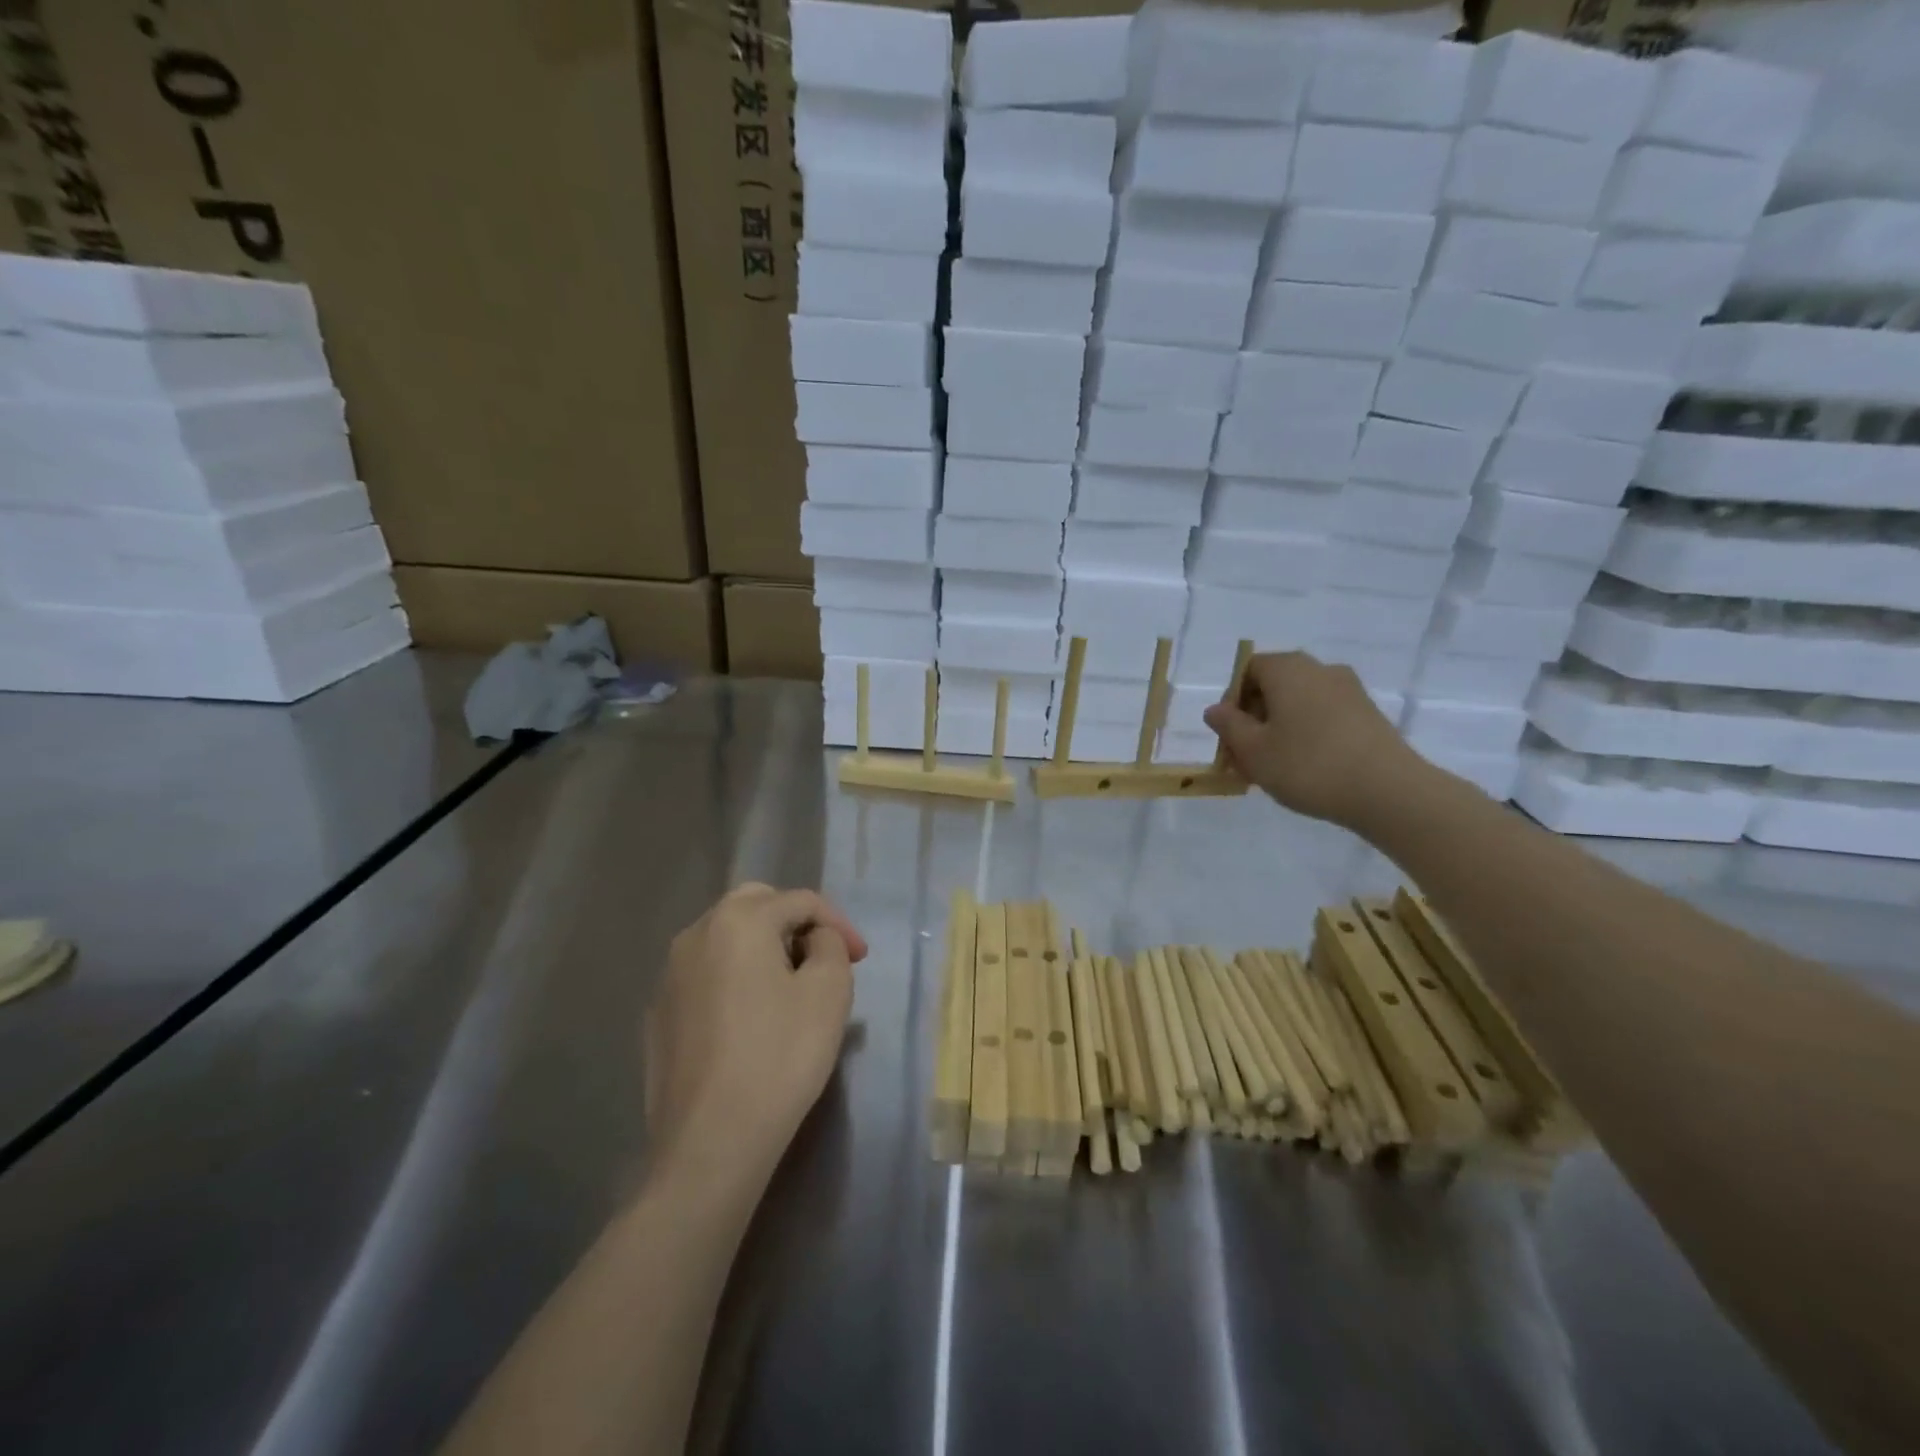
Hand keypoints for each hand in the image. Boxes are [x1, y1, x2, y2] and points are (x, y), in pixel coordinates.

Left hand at [646, 884, 867, 1188]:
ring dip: (763, 947)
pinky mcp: (658, 1014)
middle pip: (756, 906)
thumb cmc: (780, 1057)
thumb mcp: (829, 991)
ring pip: (726, 938)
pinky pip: (705, 975)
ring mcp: (669, 975)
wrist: (710, 1143)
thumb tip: (813, 939)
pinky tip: (751, 1017)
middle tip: (823, 957)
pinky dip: (734, 978)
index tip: (861, 958)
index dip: (838, 923)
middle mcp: (696, 934)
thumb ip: (829, 944)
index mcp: (739, 920)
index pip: (801, 901)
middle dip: (795, 923)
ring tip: (791, 985)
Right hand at [1204, 651, 1425, 828]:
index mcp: (1288, 669)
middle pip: (1274, 686)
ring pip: (1299, 703)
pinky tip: (1304, 768)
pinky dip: (1306, 735)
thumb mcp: (1253, 750)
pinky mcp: (1368, 715)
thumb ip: (1229, 726)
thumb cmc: (1308, 765)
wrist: (1387, 791)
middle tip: (1244, 757)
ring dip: (1278, 729)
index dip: (1231, 701)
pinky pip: (1323, 716)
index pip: (1247, 670)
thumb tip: (1216, 709)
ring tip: (1272, 768)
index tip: (1228, 736)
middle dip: (1253, 718)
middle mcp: (1320, 669)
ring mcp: (1349, 690)